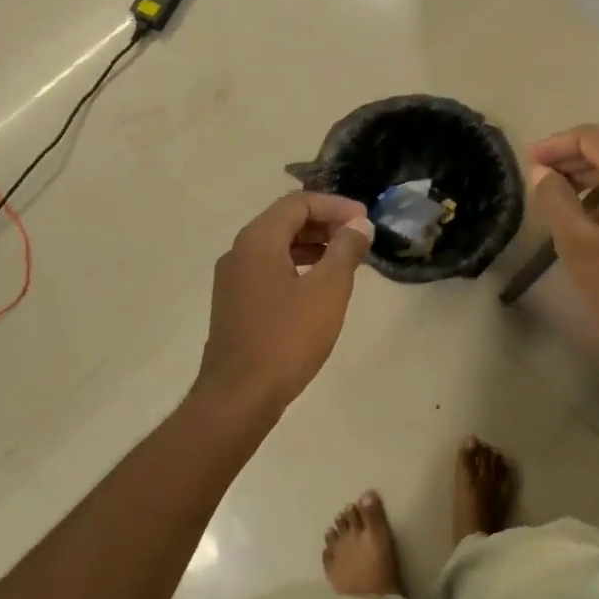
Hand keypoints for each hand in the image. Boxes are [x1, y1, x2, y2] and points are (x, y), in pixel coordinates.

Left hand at [193, 191, 373, 413]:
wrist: (239, 396)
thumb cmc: (287, 339)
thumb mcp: (328, 291)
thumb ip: (345, 251)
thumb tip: (359, 225)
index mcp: (258, 241)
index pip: (298, 203)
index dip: (335, 206)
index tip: (365, 220)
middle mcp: (239, 252)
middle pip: (285, 220)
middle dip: (325, 222)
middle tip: (359, 237)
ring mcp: (233, 279)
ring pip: (277, 246)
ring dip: (313, 244)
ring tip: (346, 259)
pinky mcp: (235, 303)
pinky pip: (270, 268)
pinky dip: (298, 265)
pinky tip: (320, 286)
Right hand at [530, 125, 598, 376]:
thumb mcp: (579, 245)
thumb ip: (556, 201)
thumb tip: (542, 173)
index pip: (591, 137)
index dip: (555, 145)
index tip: (528, 162)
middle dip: (571, 161)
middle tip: (537, 180)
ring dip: (589, 180)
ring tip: (558, 201)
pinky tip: (590, 221)